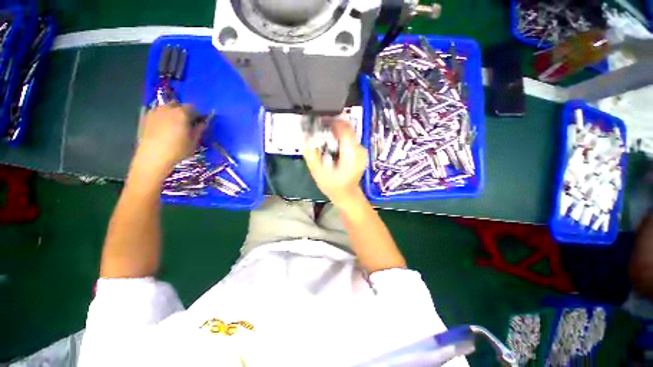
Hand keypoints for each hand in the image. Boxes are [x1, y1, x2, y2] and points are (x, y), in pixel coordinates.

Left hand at [131, 104, 203, 180]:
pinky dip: (162, 116)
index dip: (198, 115)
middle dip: (184, 111)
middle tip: (187, 123)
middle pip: (179, 105)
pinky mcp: (146, 117)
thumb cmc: (177, 150)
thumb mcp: (193, 141)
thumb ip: (199, 129)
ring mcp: (155, 111)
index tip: (200, 122)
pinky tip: (163, 126)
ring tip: (174, 124)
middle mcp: (168, 108)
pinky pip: (157, 112)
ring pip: (167, 107)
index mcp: (182, 113)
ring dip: (172, 112)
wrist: (153, 156)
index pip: (194, 108)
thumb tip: (204, 123)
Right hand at [303, 121, 367, 209]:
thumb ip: (311, 153)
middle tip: (320, 129)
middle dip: (333, 126)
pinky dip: (341, 138)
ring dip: (337, 132)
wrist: (346, 194)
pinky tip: (333, 146)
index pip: (344, 129)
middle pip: (347, 129)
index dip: (332, 122)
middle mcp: (359, 150)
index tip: (320, 121)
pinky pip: (351, 139)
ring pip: (349, 133)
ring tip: (326, 138)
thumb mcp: (317, 171)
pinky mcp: (361, 152)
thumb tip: (306, 136)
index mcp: (351, 155)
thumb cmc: (332, 185)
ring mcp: (362, 151)